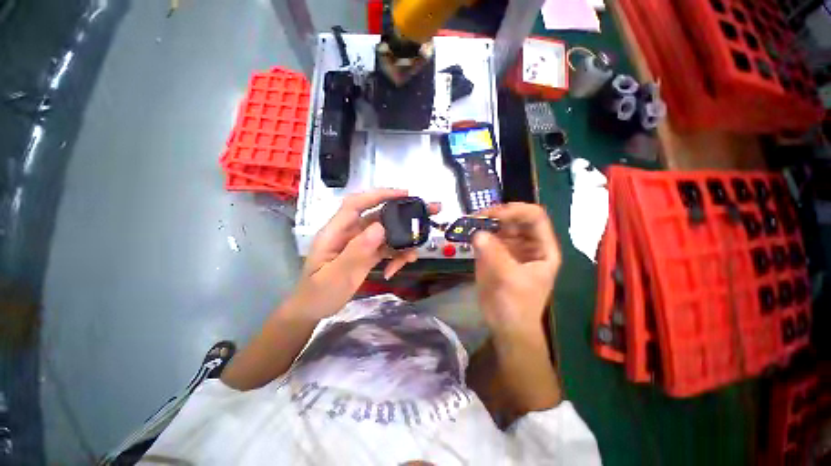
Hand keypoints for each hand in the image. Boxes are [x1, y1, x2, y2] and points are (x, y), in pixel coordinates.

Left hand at [291, 189, 438, 319]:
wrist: (314, 309)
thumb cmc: (318, 294)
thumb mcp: (336, 276)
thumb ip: (356, 253)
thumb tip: (380, 228)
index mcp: (336, 231)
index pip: (357, 204)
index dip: (379, 195)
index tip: (405, 194)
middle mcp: (350, 232)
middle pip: (379, 216)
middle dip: (403, 214)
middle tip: (430, 212)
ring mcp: (360, 243)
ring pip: (387, 233)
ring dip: (403, 241)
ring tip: (413, 256)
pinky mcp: (367, 253)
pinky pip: (386, 248)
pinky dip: (395, 257)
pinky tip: (395, 271)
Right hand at [472, 203, 560, 340]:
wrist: (506, 325)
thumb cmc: (517, 305)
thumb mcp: (509, 279)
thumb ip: (494, 254)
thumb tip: (477, 233)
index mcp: (542, 248)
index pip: (534, 217)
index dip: (516, 211)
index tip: (494, 216)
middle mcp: (527, 243)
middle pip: (514, 218)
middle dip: (497, 214)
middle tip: (477, 217)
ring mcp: (510, 248)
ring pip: (499, 226)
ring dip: (485, 222)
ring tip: (469, 222)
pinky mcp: (494, 254)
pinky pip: (487, 237)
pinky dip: (477, 233)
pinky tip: (468, 232)